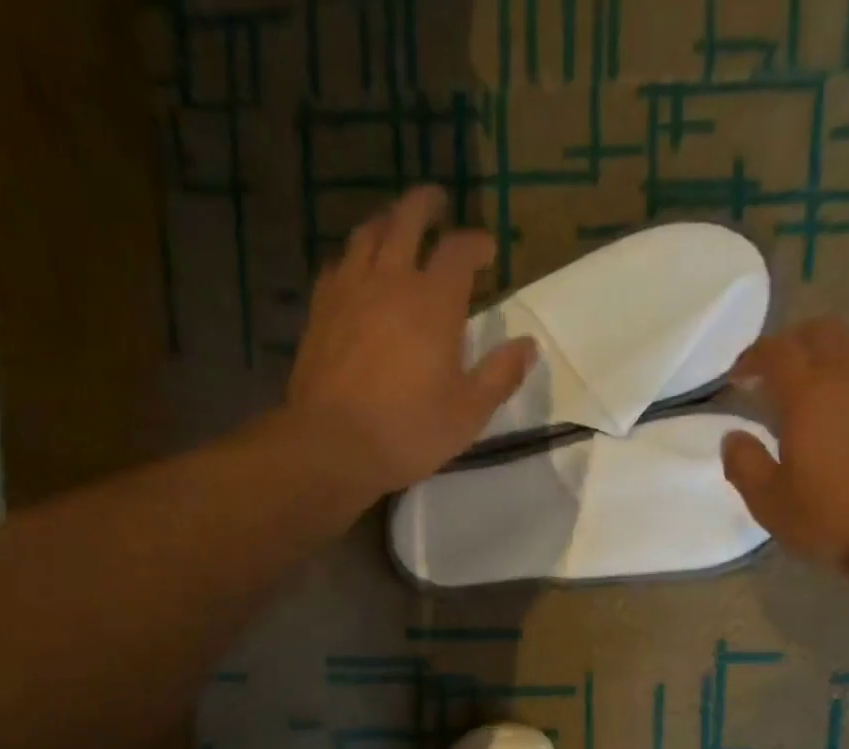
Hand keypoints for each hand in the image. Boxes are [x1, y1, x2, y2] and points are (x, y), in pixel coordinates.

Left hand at [285, 186, 536, 507]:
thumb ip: (500, 375)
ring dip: (386, 221)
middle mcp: (390, 280)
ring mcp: (349, 290)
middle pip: (407, 220)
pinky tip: (356, 270)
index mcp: (434, 302)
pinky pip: (338, 265)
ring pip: (367, 234)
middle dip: (426, 206)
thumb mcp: (468, 414)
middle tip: (437, 203)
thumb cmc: (408, 432)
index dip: (477, 243)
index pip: (459, 251)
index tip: (488, 250)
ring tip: (396, 226)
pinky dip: (354, 258)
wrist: (331, 445)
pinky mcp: (320, 310)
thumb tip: (528, 345)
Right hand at [720, 319, 848, 569]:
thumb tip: (732, 437)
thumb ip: (744, 465)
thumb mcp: (770, 503)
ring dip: (832, 347)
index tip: (737, 377)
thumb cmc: (832, 519)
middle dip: (792, 343)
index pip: (775, 353)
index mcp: (807, 394)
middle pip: (820, 331)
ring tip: (819, 376)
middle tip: (775, 371)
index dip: (751, 358)